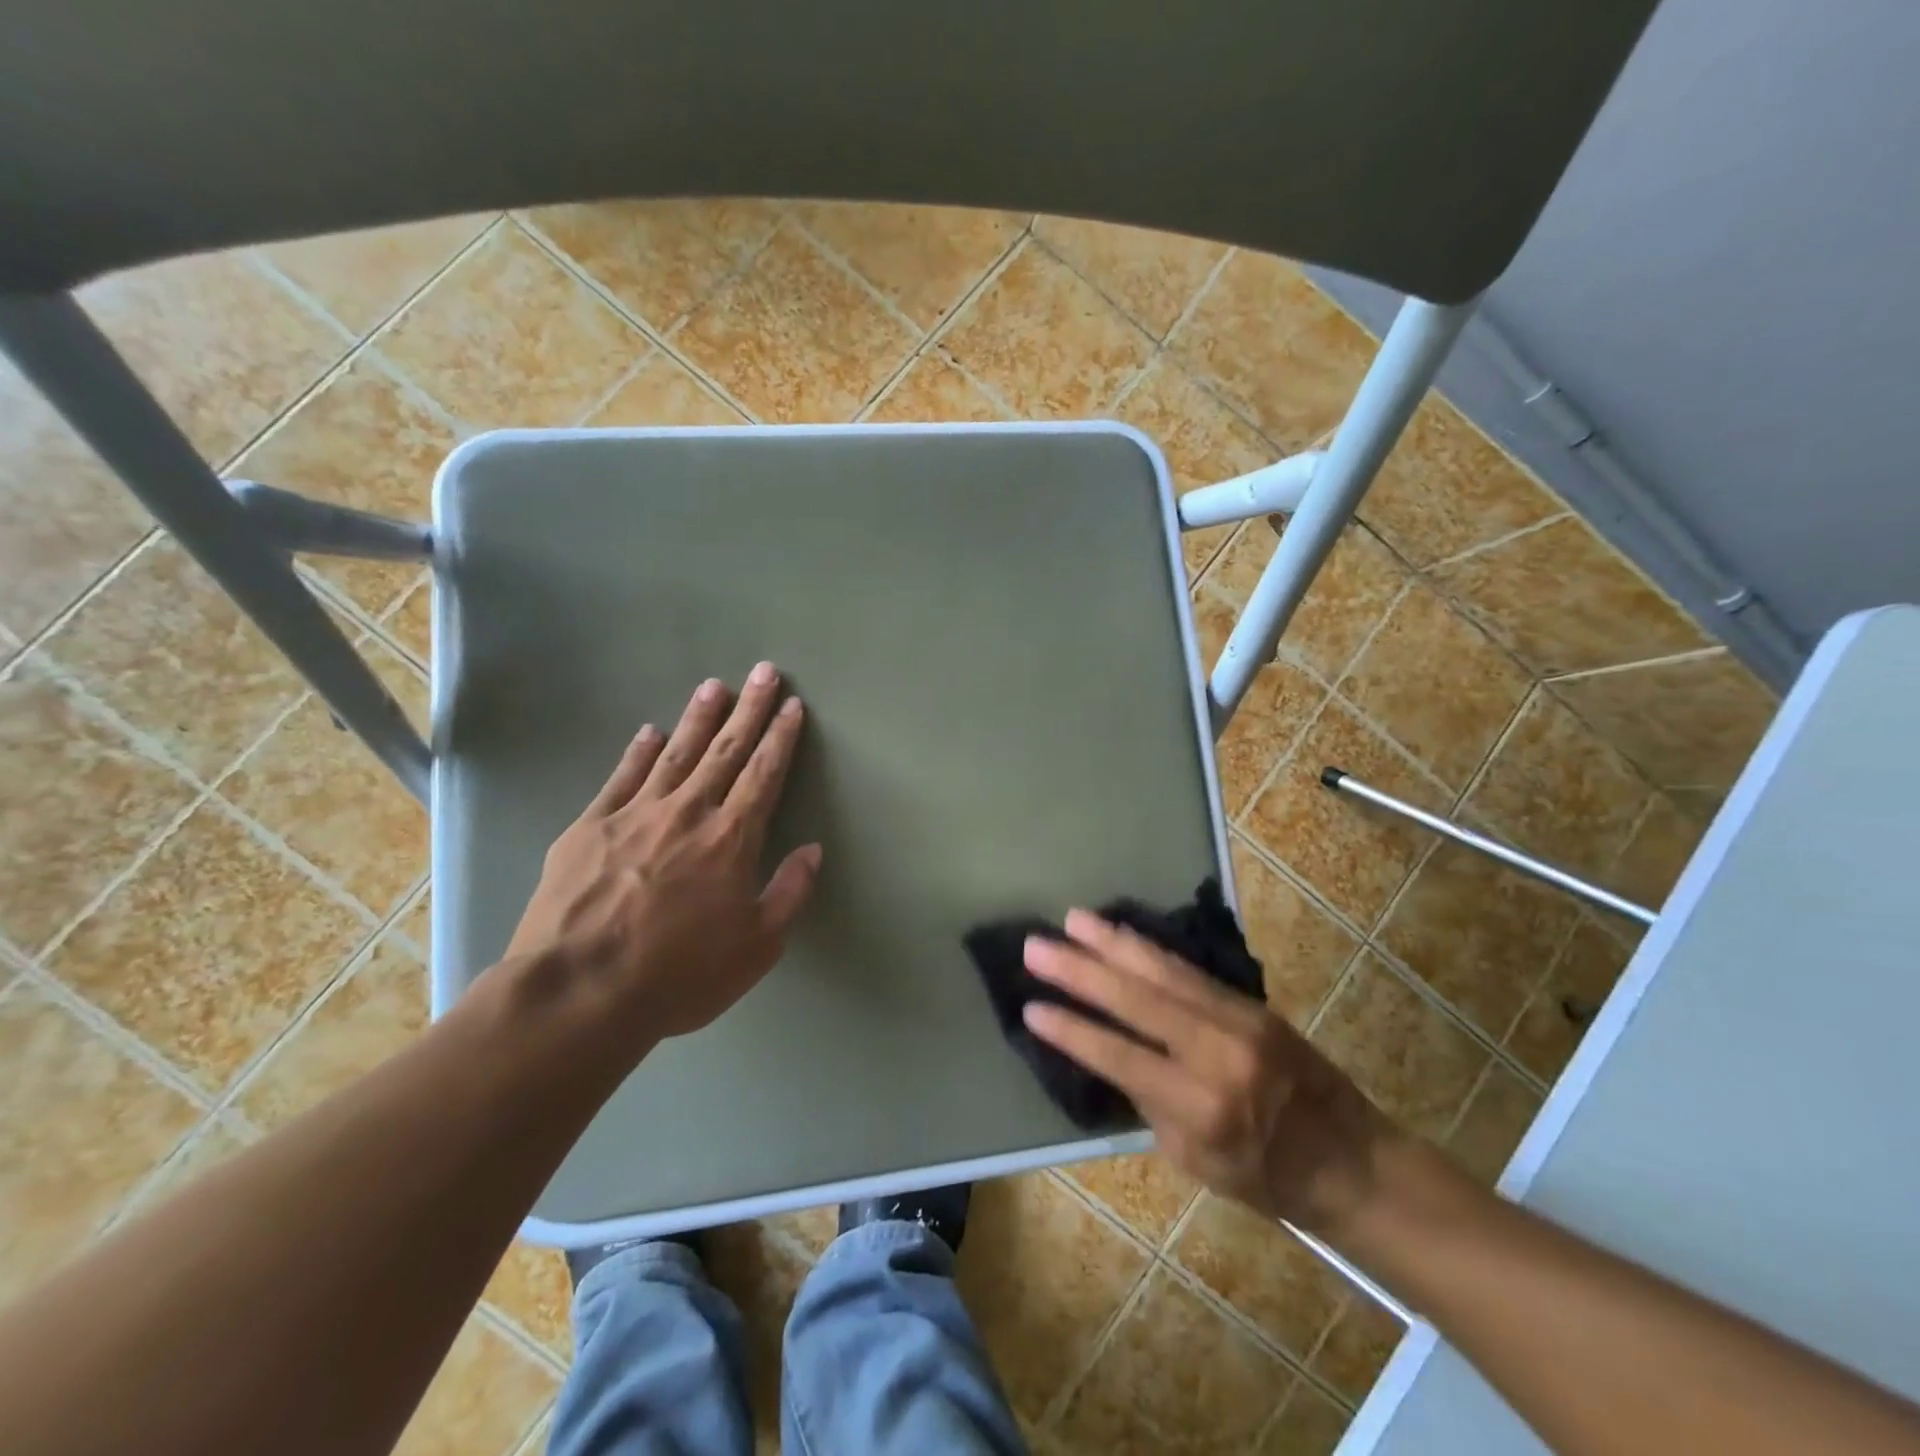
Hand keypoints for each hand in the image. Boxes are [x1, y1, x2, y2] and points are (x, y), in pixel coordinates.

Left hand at [506, 662, 821, 1040]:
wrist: (577, 993)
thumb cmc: (679, 975)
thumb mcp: (756, 947)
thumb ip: (789, 893)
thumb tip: (812, 850)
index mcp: (731, 839)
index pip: (764, 775)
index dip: (781, 738)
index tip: (792, 706)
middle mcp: (688, 812)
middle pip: (726, 750)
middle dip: (749, 709)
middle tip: (764, 672)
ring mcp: (634, 814)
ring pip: (676, 753)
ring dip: (699, 718)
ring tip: (715, 685)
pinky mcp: (589, 826)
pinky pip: (621, 778)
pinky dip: (638, 752)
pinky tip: (650, 732)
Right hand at [1022, 911, 1394, 1234]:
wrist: (1351, 1161)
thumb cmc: (1265, 1178)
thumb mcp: (1194, 1162)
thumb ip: (1150, 1101)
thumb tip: (1108, 1050)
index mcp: (1201, 1108)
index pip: (1118, 1056)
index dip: (1071, 1030)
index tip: (1030, 1007)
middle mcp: (1218, 1054)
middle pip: (1135, 1000)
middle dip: (1079, 970)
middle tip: (1035, 946)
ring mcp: (1239, 1021)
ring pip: (1163, 971)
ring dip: (1112, 943)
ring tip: (1072, 919)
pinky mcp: (1252, 1003)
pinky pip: (1189, 970)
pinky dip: (1149, 949)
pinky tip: (1122, 934)